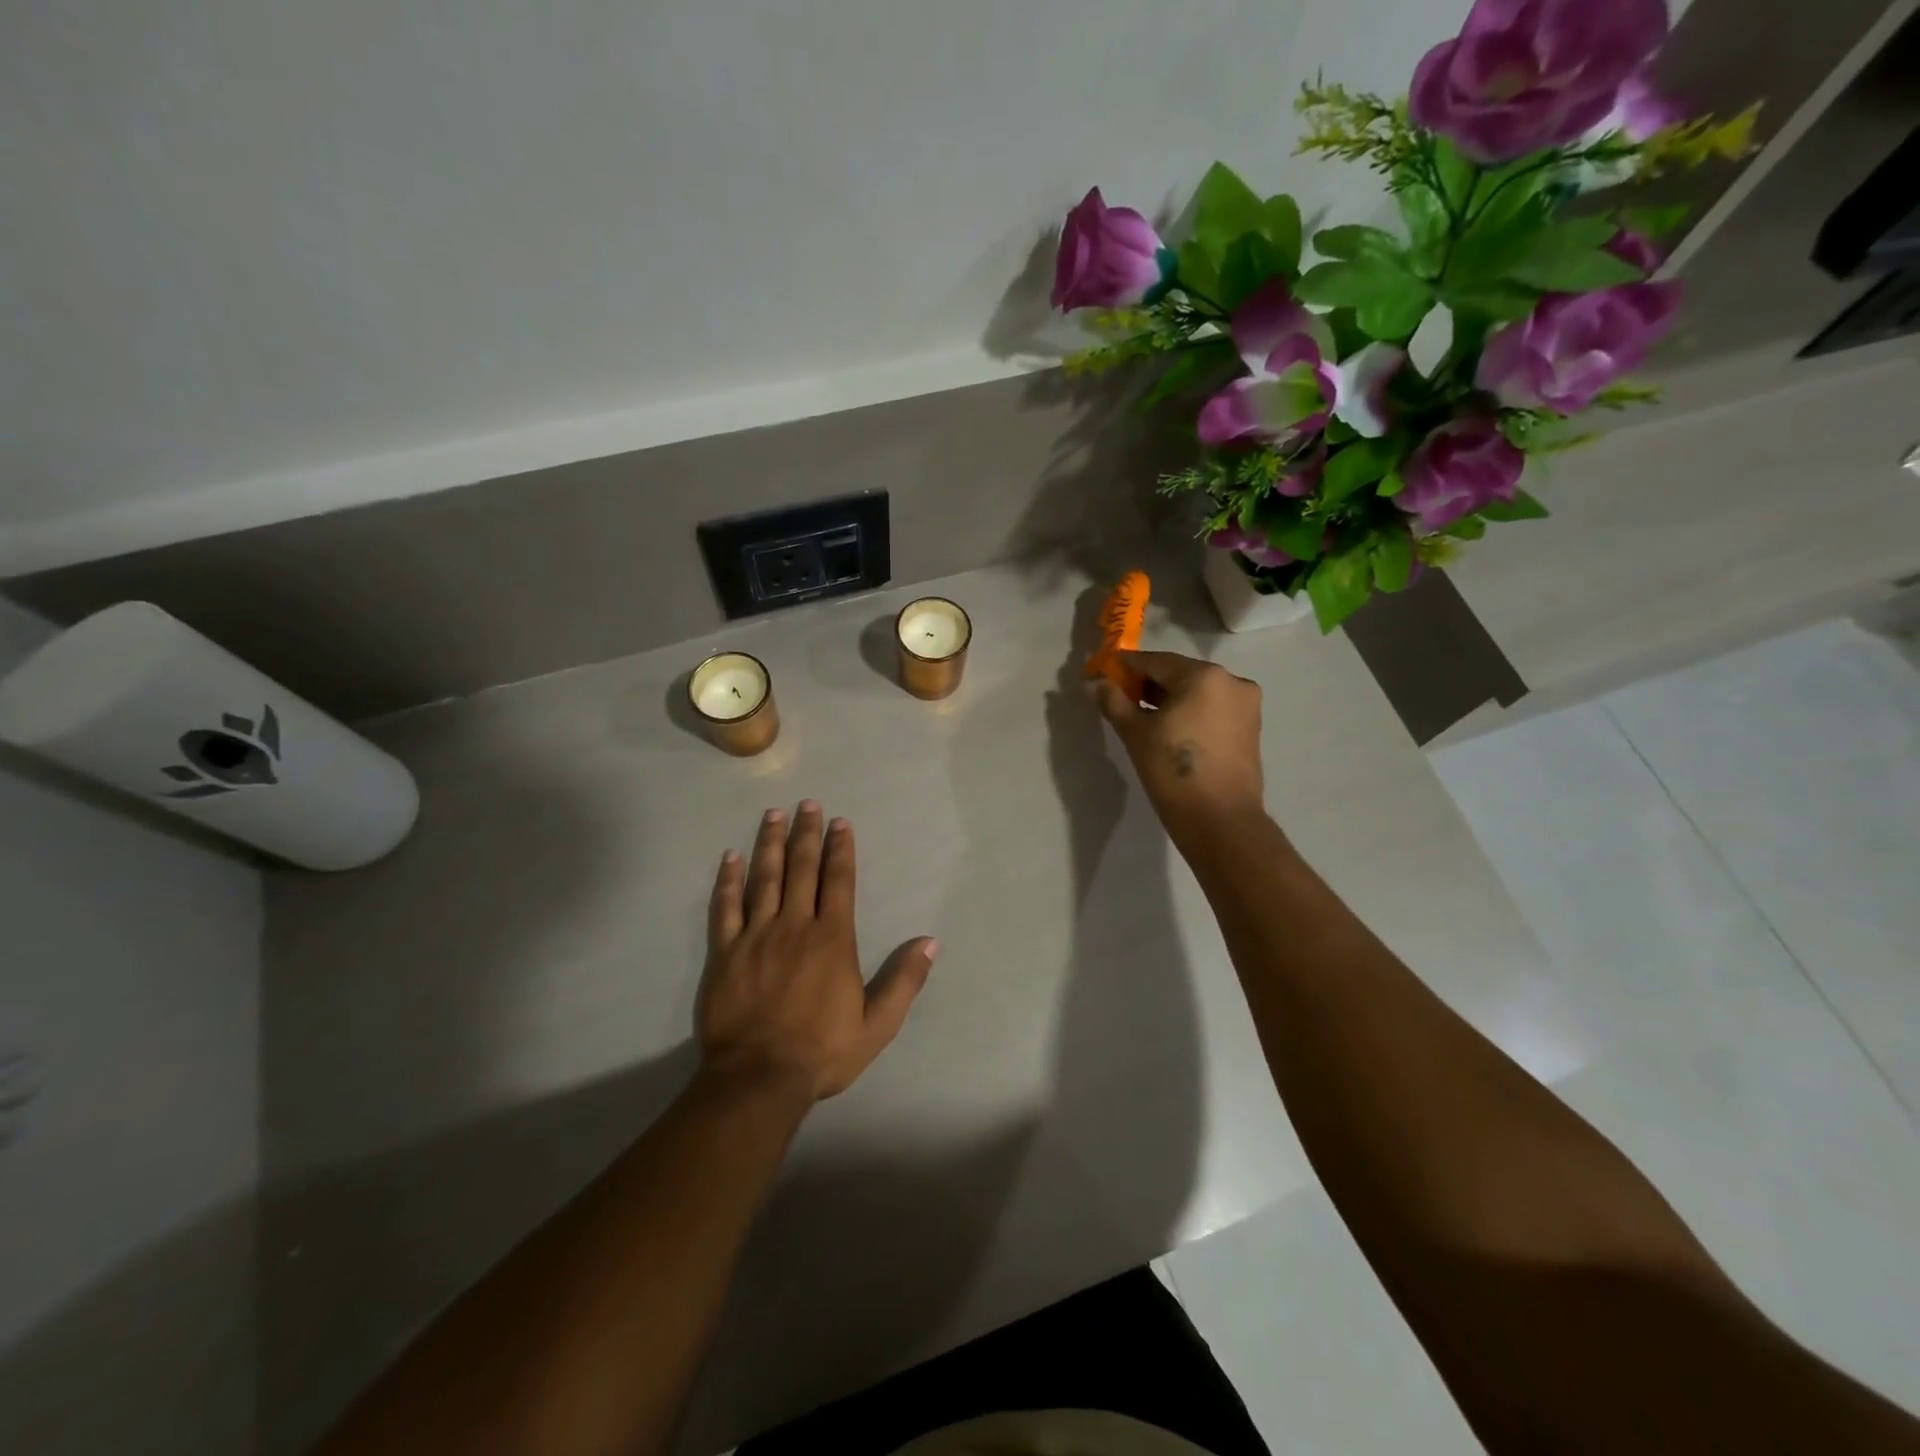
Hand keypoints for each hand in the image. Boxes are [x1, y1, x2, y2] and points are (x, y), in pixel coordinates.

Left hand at [699, 802, 937, 1102]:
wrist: (759, 1078)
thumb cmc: (823, 1051)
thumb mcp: (878, 1024)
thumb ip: (904, 980)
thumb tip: (930, 942)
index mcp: (832, 938)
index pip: (838, 881)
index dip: (840, 848)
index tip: (840, 823)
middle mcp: (795, 925)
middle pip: (801, 868)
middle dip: (806, 833)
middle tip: (807, 804)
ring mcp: (756, 935)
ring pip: (764, 878)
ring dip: (769, 844)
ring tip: (773, 815)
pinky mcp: (725, 952)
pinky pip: (725, 907)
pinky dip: (728, 880)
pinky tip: (730, 858)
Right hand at [1091, 650, 1267, 845]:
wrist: (1220, 819)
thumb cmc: (1172, 770)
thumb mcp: (1135, 733)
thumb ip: (1114, 702)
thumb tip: (1094, 683)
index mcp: (1203, 676)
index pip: (1155, 661)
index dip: (1126, 667)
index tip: (1104, 675)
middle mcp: (1231, 681)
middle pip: (1179, 674)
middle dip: (1148, 684)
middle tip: (1120, 699)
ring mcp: (1246, 705)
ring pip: (1198, 692)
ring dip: (1170, 699)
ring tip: (1143, 717)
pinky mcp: (1250, 728)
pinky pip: (1212, 709)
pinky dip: (1190, 712)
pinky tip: (1170, 730)